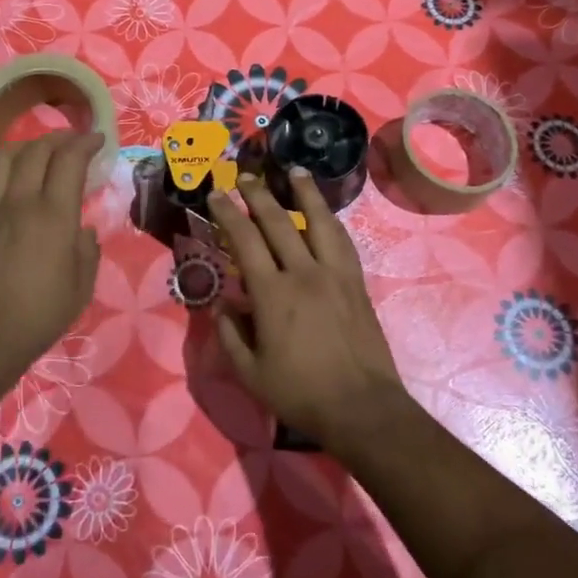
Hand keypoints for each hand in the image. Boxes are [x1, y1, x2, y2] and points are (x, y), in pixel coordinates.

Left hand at [0, 130, 103, 431]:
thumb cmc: (39, 317)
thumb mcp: (82, 287)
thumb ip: (86, 250)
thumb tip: (80, 229)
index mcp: (54, 215)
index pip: (69, 159)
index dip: (85, 142)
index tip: (98, 139)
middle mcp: (19, 202)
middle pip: (35, 150)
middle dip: (58, 138)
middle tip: (72, 143)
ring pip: (0, 158)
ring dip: (22, 148)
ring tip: (35, 154)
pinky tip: (1, 182)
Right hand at [208, 168, 410, 451]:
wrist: (361, 406)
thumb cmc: (300, 393)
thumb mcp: (250, 373)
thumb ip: (230, 335)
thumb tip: (220, 304)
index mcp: (272, 294)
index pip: (244, 241)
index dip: (227, 214)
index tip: (216, 194)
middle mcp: (303, 273)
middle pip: (278, 221)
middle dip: (258, 195)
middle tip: (245, 176)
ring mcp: (334, 274)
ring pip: (319, 221)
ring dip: (305, 192)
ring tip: (295, 171)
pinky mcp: (356, 282)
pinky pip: (342, 241)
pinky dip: (330, 220)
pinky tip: (326, 213)